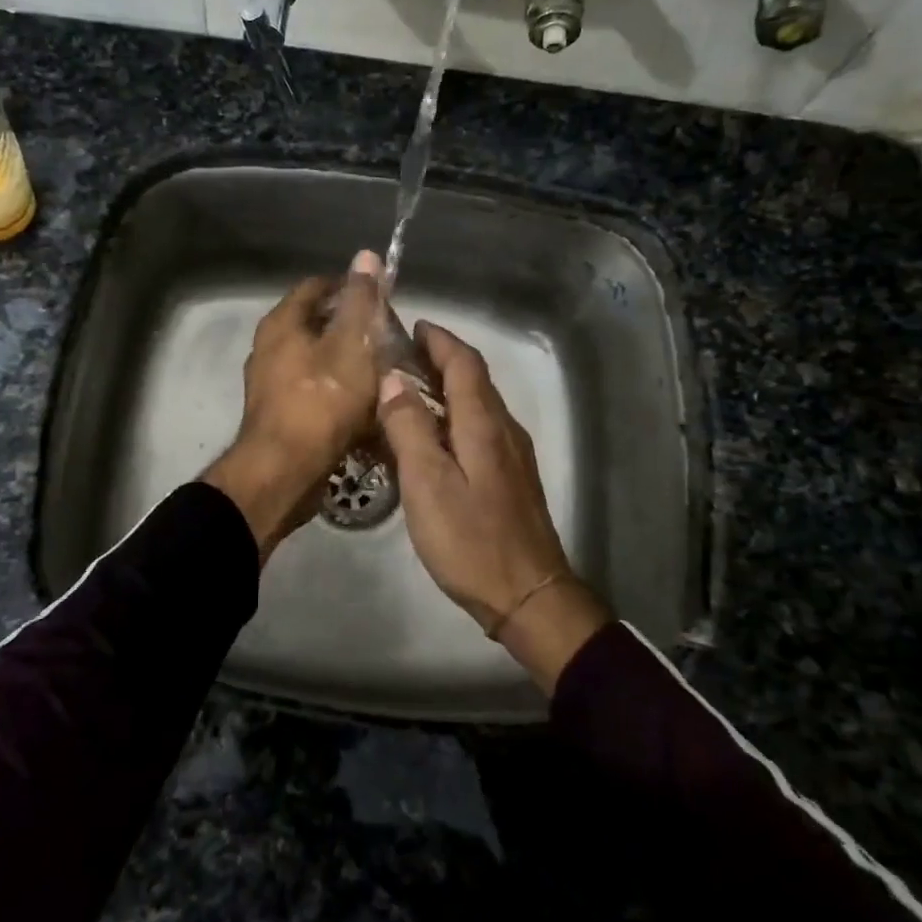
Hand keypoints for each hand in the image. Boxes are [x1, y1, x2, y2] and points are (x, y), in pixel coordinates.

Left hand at [201, 252, 384, 557]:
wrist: (283, 472)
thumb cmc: (321, 401)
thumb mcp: (352, 344)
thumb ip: (361, 301)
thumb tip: (366, 255)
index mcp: (281, 323)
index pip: (317, 286)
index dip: (351, 286)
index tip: (382, 299)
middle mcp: (269, 347)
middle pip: (317, 323)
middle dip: (353, 327)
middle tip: (388, 337)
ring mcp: (270, 382)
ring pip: (317, 359)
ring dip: (347, 361)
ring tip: (382, 371)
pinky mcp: (279, 413)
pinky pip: (313, 390)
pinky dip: (337, 390)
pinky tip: (363, 405)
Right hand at [377, 322, 611, 692]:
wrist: (528, 594)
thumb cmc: (471, 538)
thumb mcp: (427, 482)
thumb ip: (409, 427)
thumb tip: (392, 379)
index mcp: (483, 423)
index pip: (464, 362)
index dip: (439, 340)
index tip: (412, 326)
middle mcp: (503, 429)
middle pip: (474, 379)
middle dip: (440, 359)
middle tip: (399, 356)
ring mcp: (511, 455)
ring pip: (477, 405)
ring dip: (446, 387)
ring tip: (407, 390)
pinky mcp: (511, 478)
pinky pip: (480, 429)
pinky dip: (454, 416)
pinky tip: (431, 437)